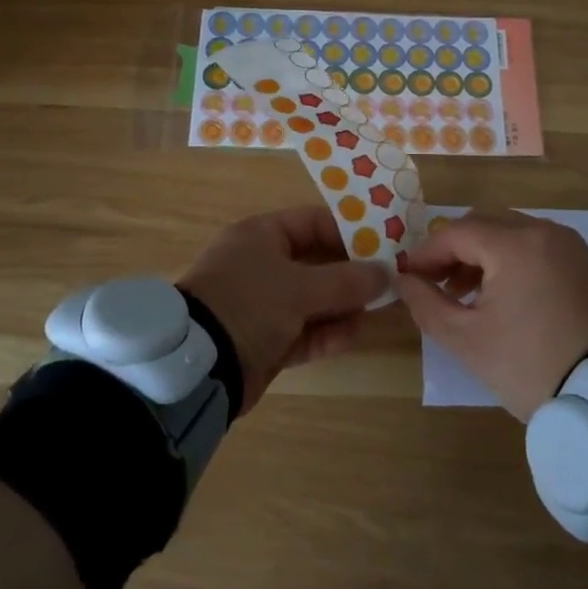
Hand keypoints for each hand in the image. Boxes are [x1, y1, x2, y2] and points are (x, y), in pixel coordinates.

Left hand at [178, 206, 389, 413]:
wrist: (199, 365)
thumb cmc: (249, 303)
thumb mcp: (300, 287)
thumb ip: (347, 280)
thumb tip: (387, 272)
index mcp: (261, 236)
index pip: (312, 223)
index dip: (349, 231)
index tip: (383, 245)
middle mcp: (261, 265)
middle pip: (316, 263)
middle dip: (350, 274)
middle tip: (388, 281)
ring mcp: (262, 304)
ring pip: (313, 299)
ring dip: (342, 306)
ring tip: (376, 309)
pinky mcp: (265, 340)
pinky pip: (303, 330)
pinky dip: (326, 332)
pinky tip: (353, 335)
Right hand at [395, 209, 587, 420]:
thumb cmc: (528, 365)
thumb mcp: (465, 339)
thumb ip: (426, 303)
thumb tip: (404, 279)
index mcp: (514, 245)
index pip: (456, 233)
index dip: (426, 253)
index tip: (408, 278)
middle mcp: (542, 231)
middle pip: (482, 223)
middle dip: (453, 250)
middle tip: (435, 285)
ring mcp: (566, 243)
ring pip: (508, 231)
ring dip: (480, 253)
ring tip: (464, 294)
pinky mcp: (581, 260)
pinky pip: (533, 244)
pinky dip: (509, 258)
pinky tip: (499, 293)